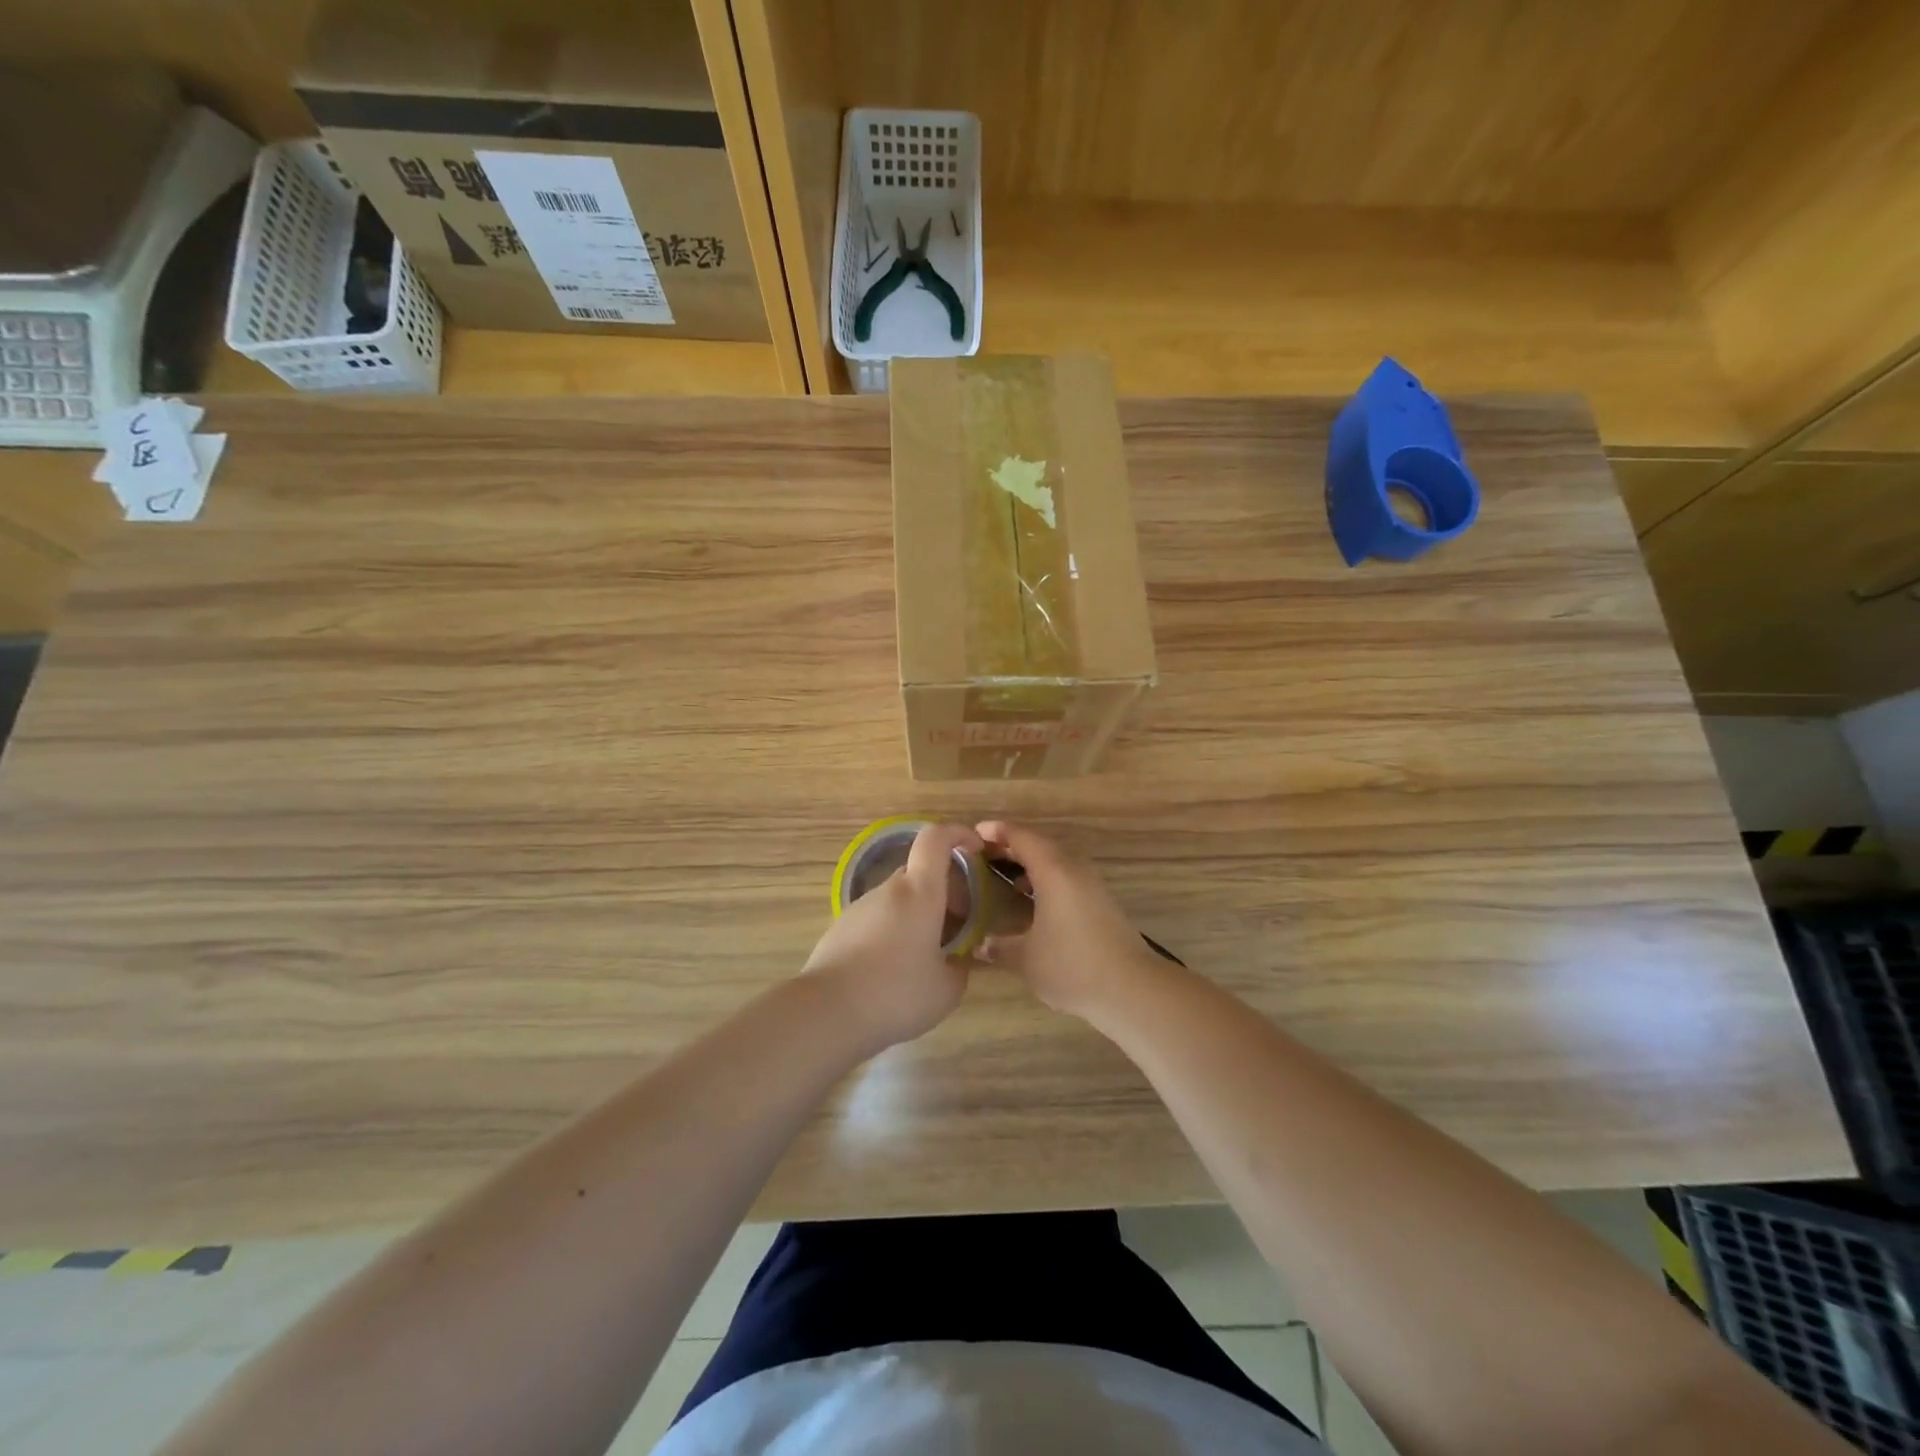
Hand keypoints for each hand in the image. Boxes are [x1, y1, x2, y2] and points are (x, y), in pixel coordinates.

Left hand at [804, 821, 983, 1052]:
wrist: (827, 1012)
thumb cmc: (896, 993)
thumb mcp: (947, 990)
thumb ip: (960, 968)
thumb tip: (957, 960)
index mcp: (920, 893)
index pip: (936, 839)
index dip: (958, 833)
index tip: (975, 849)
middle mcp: (889, 890)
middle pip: (919, 873)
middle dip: (943, 889)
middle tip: (957, 924)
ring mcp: (860, 908)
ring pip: (898, 898)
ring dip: (918, 913)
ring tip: (927, 953)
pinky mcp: (840, 929)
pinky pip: (877, 919)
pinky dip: (894, 930)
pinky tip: (894, 970)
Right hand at [976, 821, 1171, 1022]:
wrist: (1132, 988)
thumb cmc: (1072, 966)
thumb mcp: (1026, 959)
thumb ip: (999, 947)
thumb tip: (979, 945)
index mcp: (1053, 871)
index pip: (1021, 837)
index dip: (997, 832)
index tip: (974, 833)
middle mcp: (1074, 869)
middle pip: (1040, 846)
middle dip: (1012, 847)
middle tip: (985, 856)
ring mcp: (1092, 885)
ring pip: (1056, 862)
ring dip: (1031, 865)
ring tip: (1007, 881)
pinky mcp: (1102, 902)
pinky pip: (1068, 878)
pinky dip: (1047, 880)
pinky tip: (1035, 904)